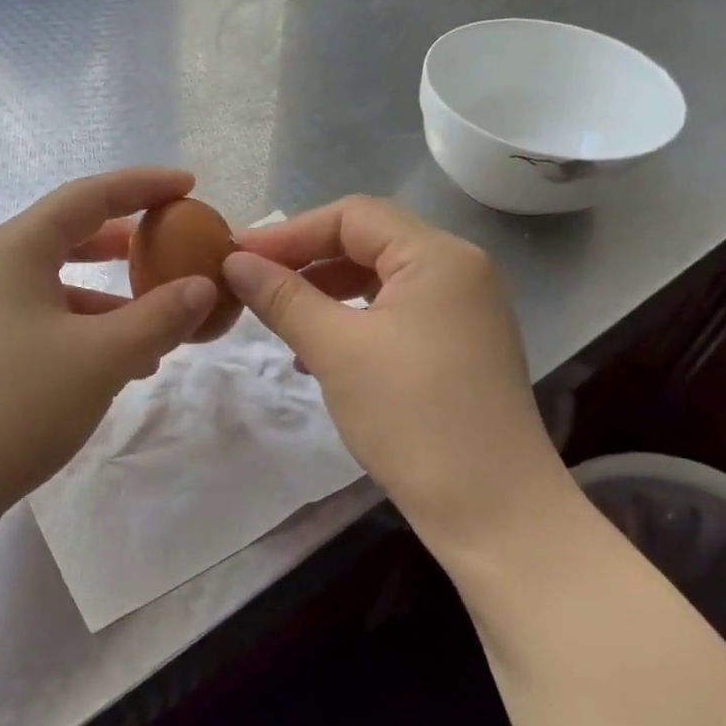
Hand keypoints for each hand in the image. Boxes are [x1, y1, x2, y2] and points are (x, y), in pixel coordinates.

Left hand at [0, 168, 216, 537]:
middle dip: (124, 241)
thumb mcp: (102, 357)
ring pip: (58, 287)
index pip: (90, 196)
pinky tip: (114, 368)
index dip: (143, 186)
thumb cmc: (15, 402)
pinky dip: (84, 332)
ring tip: (156, 326)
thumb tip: (201, 288)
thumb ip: (159, 317)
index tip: (188, 185)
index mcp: (17, 248)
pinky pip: (43, 323)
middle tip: (169, 246)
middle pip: (69, 235)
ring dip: (108, 300)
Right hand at [222, 196, 565, 534]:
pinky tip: (317, 352)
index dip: (289, 232)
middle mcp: (458, 270)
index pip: (352, 216)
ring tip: (279, 314)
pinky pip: (394, 314)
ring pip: (379, 280)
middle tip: (252, 280)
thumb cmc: (411, 415)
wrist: (491, 509)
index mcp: (437, 256)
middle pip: (368, 242)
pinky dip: (351, 320)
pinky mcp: (459, 347)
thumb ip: (282, 297)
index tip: (236, 255)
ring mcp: (463, 311)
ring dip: (325, 291)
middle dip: (305, 259)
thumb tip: (234, 261)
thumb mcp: (335, 349)